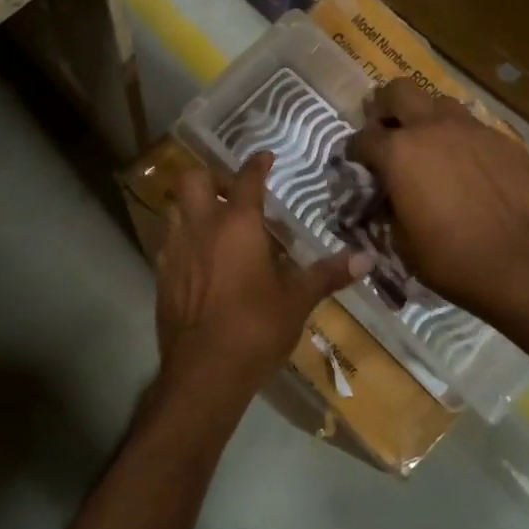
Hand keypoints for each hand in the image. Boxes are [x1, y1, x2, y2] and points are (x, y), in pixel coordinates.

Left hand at [155, 153, 367, 395]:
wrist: (204, 371)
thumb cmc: (255, 328)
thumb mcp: (297, 301)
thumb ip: (328, 274)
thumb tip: (367, 258)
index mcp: (237, 225)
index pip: (246, 180)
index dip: (256, 165)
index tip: (264, 157)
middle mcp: (201, 228)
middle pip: (193, 180)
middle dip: (211, 177)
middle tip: (231, 193)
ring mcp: (175, 250)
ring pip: (175, 209)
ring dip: (193, 207)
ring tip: (214, 223)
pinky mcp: (161, 275)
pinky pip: (168, 242)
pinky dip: (183, 239)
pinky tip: (199, 260)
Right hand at [347, 78, 528, 318]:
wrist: (518, 264)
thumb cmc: (448, 258)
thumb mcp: (400, 239)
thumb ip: (388, 205)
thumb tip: (388, 196)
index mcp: (398, 152)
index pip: (362, 137)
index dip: (354, 150)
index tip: (356, 163)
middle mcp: (433, 128)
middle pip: (400, 90)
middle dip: (387, 106)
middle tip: (387, 129)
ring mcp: (473, 130)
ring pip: (441, 104)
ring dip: (428, 119)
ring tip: (430, 145)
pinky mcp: (506, 142)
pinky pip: (476, 130)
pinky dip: (463, 142)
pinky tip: (469, 168)